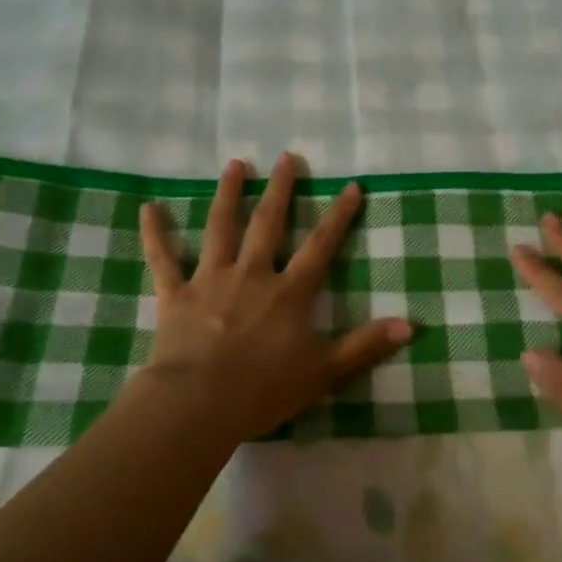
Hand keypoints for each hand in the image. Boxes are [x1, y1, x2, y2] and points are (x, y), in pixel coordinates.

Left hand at [138, 153, 412, 440]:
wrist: (198, 404)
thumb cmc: (264, 389)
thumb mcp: (324, 371)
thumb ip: (366, 345)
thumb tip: (412, 325)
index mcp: (288, 292)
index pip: (320, 245)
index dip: (338, 215)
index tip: (350, 185)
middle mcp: (252, 274)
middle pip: (268, 223)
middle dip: (280, 189)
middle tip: (286, 156)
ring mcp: (210, 280)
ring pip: (220, 228)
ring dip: (228, 194)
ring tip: (235, 164)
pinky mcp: (175, 295)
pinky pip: (163, 259)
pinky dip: (155, 234)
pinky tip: (148, 208)